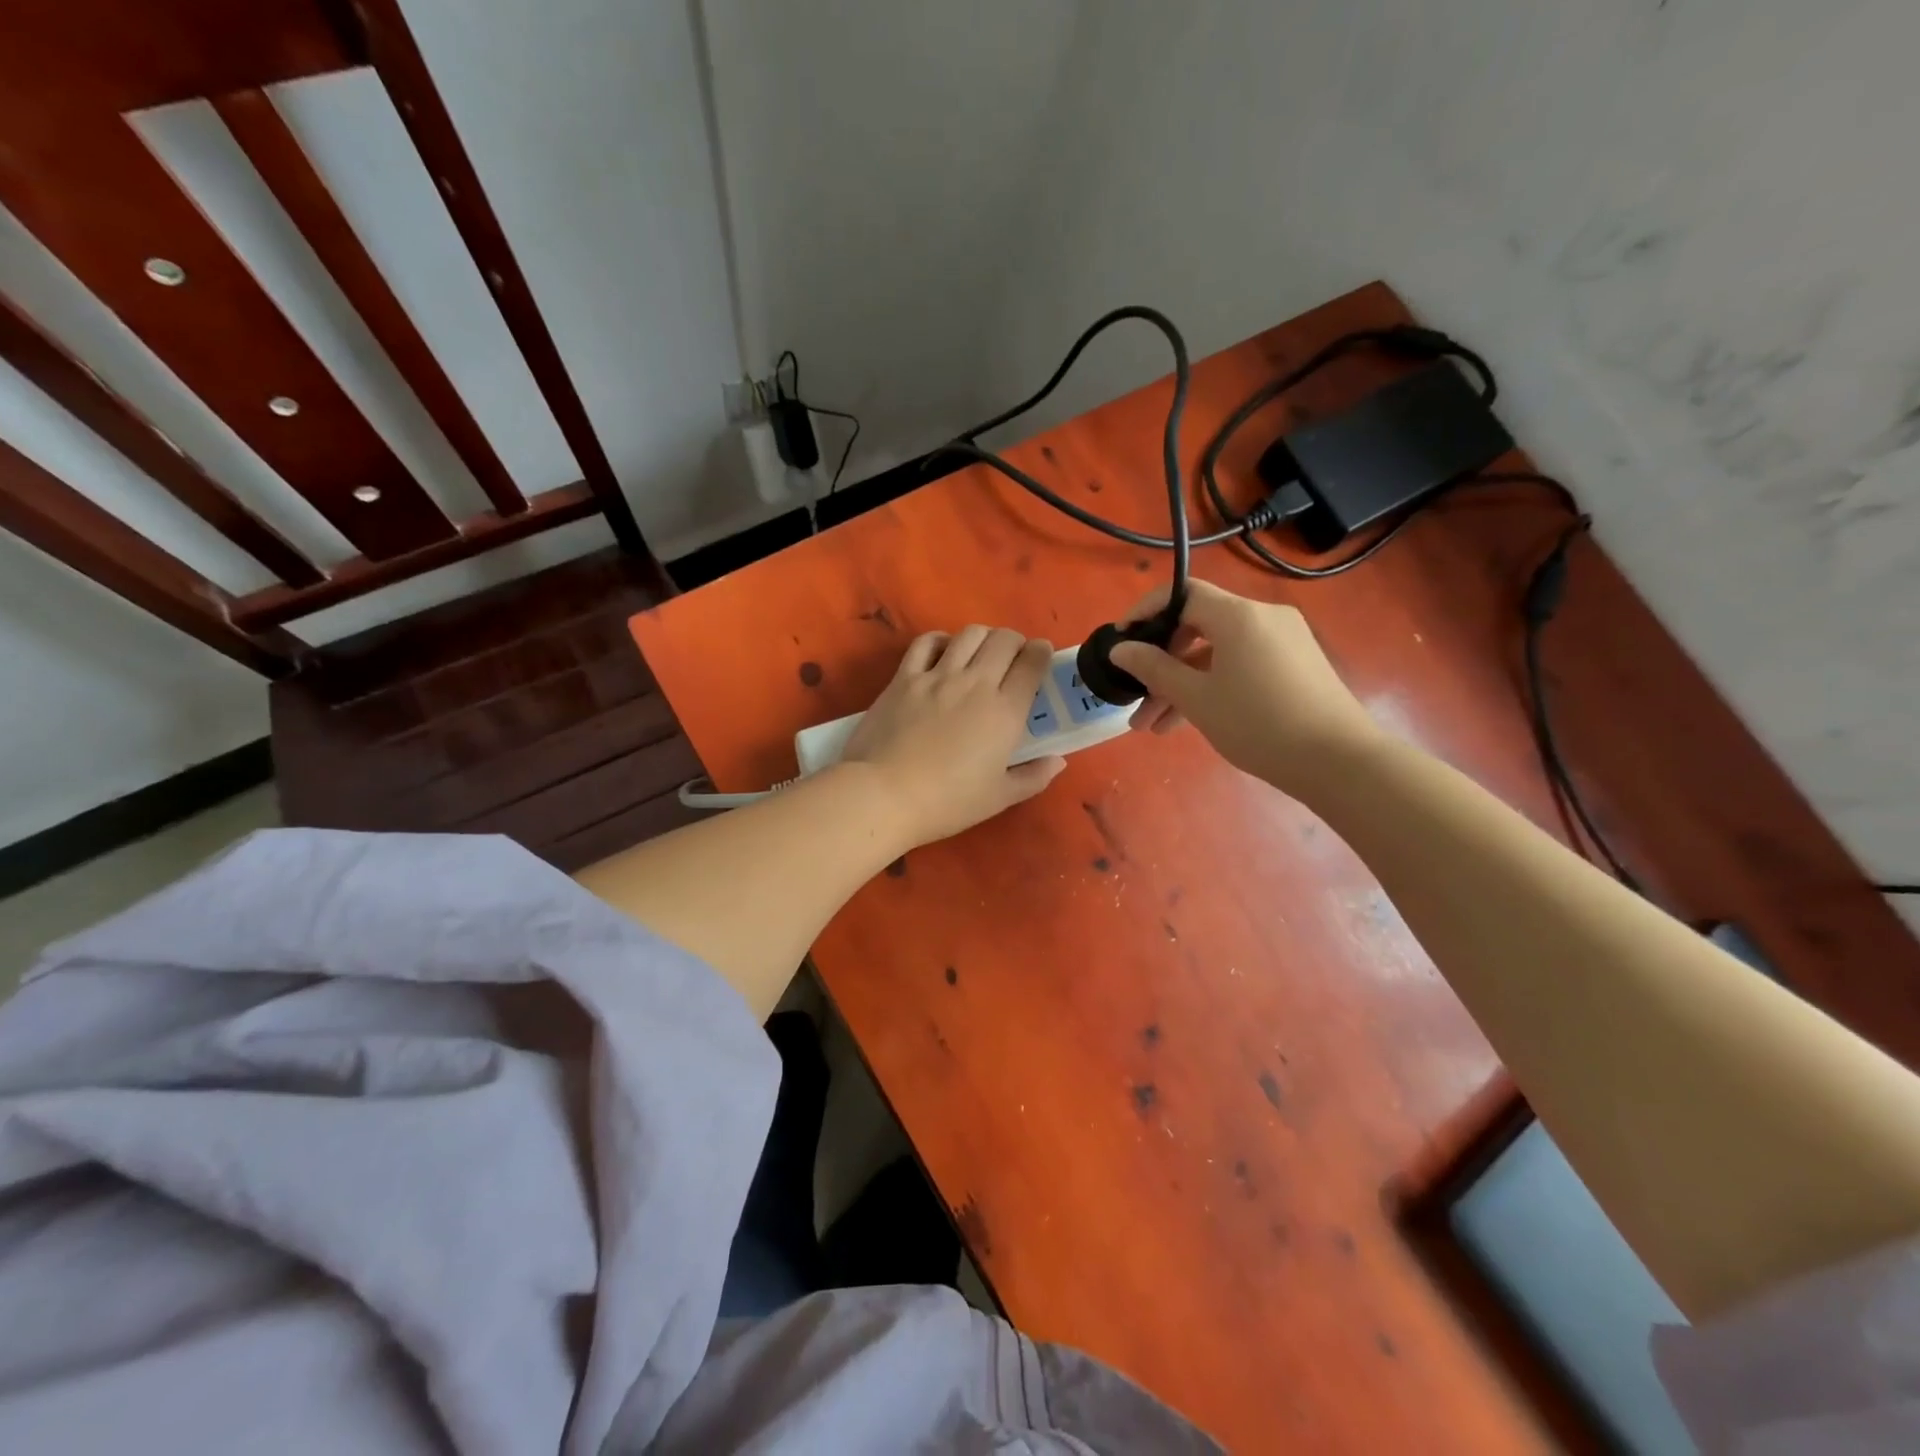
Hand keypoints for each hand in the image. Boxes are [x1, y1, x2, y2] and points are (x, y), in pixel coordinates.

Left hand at [840, 626, 1066, 846]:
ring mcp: (937, 676)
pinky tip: (944, 652)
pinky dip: (941, 640)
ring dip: (983, 637)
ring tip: (981, 652)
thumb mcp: (999, 798)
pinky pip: (927, 642)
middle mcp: (976, 683)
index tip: (1041, 656)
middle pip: (1004, 640)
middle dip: (1015, 641)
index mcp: (1005, 711)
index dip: (1041, 653)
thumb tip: (1058, 761)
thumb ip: (1033, 777)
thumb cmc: (947, 802)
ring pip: (969, 634)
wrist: (885, 794)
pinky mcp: (904, 677)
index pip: (1032, 664)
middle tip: (1013, 658)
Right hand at [1108, 579, 1380, 795]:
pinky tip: (1188, 721)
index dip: (1145, 612)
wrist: (1338, 760)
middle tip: (1135, 696)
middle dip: (1161, 663)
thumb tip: (1121, 649)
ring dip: (1182, 684)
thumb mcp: (1197, 698)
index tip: (1120, 640)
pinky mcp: (1294, 664)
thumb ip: (1154, 668)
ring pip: (1217, 653)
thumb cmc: (1258, 724)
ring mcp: (1283, 640)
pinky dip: (1212, 685)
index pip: (1182, 594)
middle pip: (1197, 627)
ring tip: (1152, 727)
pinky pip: (1240, 664)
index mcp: (1238, 615)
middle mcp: (1262, 617)